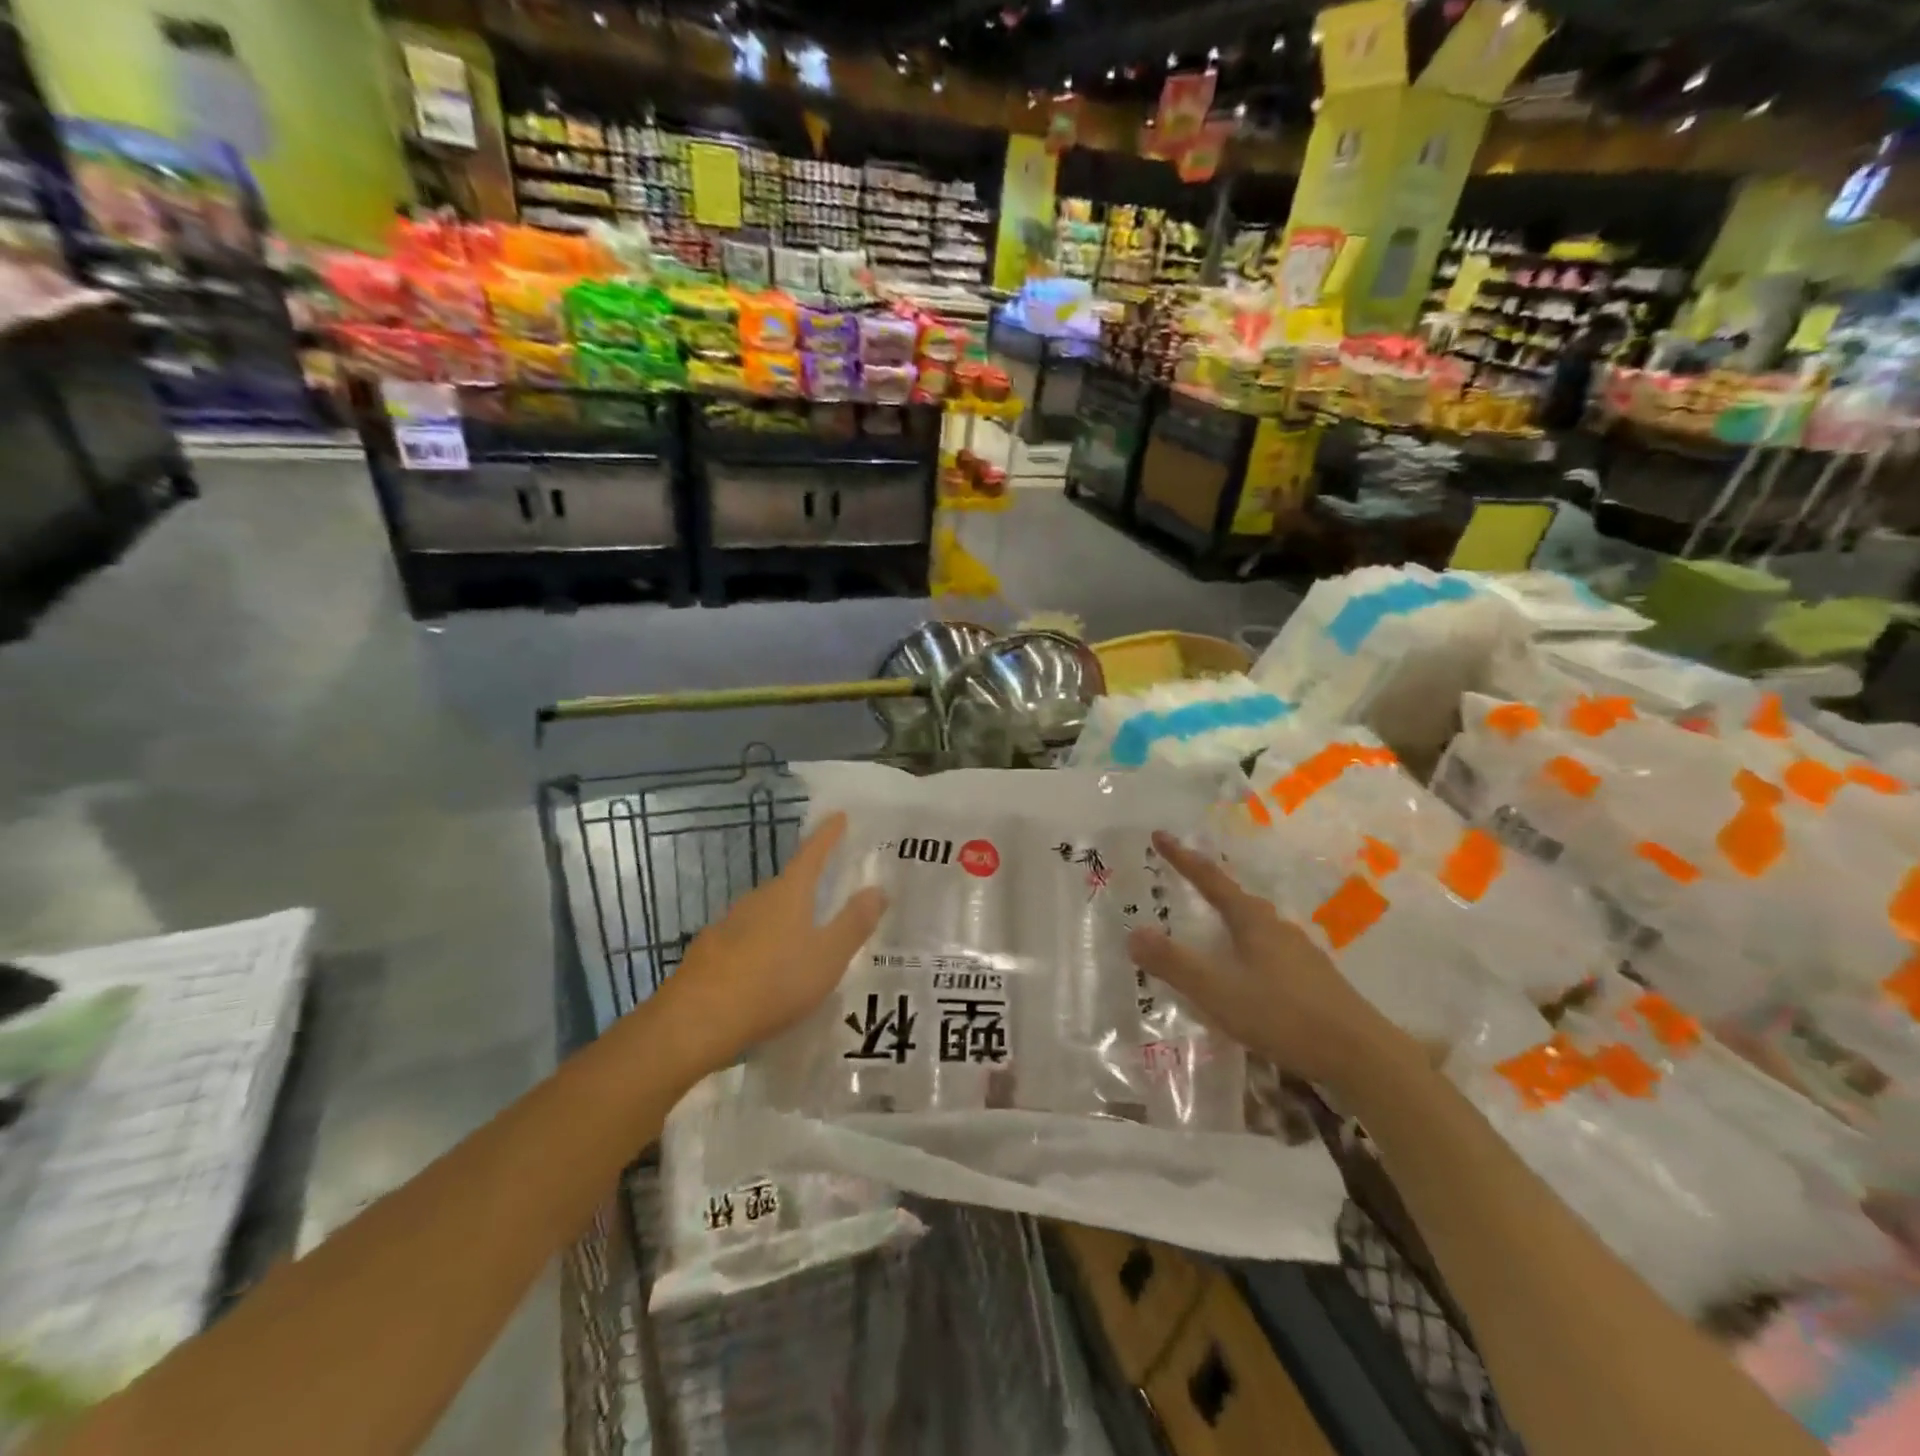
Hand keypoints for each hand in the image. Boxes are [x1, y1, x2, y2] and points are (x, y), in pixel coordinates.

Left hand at [654, 812, 886, 1072]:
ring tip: (801, 939)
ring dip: (783, 918)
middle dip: (808, 885)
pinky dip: (761, 945)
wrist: (698, 1019)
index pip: (812, 853)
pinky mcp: (709, 951)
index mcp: (789, 893)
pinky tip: (766, 970)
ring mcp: (728, 923)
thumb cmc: (774, 982)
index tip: (839, 816)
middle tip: (828, 893)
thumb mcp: (828, 956)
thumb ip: (854, 923)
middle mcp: (757, 899)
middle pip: (787, 883)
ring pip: (764, 912)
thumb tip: (878, 889)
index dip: (828, 835)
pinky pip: (745, 938)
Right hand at [1126, 832, 1413, 1093]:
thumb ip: (1175, 963)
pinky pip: (1267, 951)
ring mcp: (1299, 953)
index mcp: (1253, 921)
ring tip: (1207, 928)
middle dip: (1206, 887)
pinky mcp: (1312, 980)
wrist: (1363, 1056)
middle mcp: (1276, 928)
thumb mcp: (1218, 991)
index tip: (1159, 835)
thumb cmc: (1284, 1015)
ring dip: (1227, 921)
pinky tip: (1243, 973)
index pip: (1210, 879)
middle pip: (1235, 899)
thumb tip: (1133, 933)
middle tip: (1180, 881)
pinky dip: (1244, 949)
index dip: (1182, 858)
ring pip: (1254, 926)